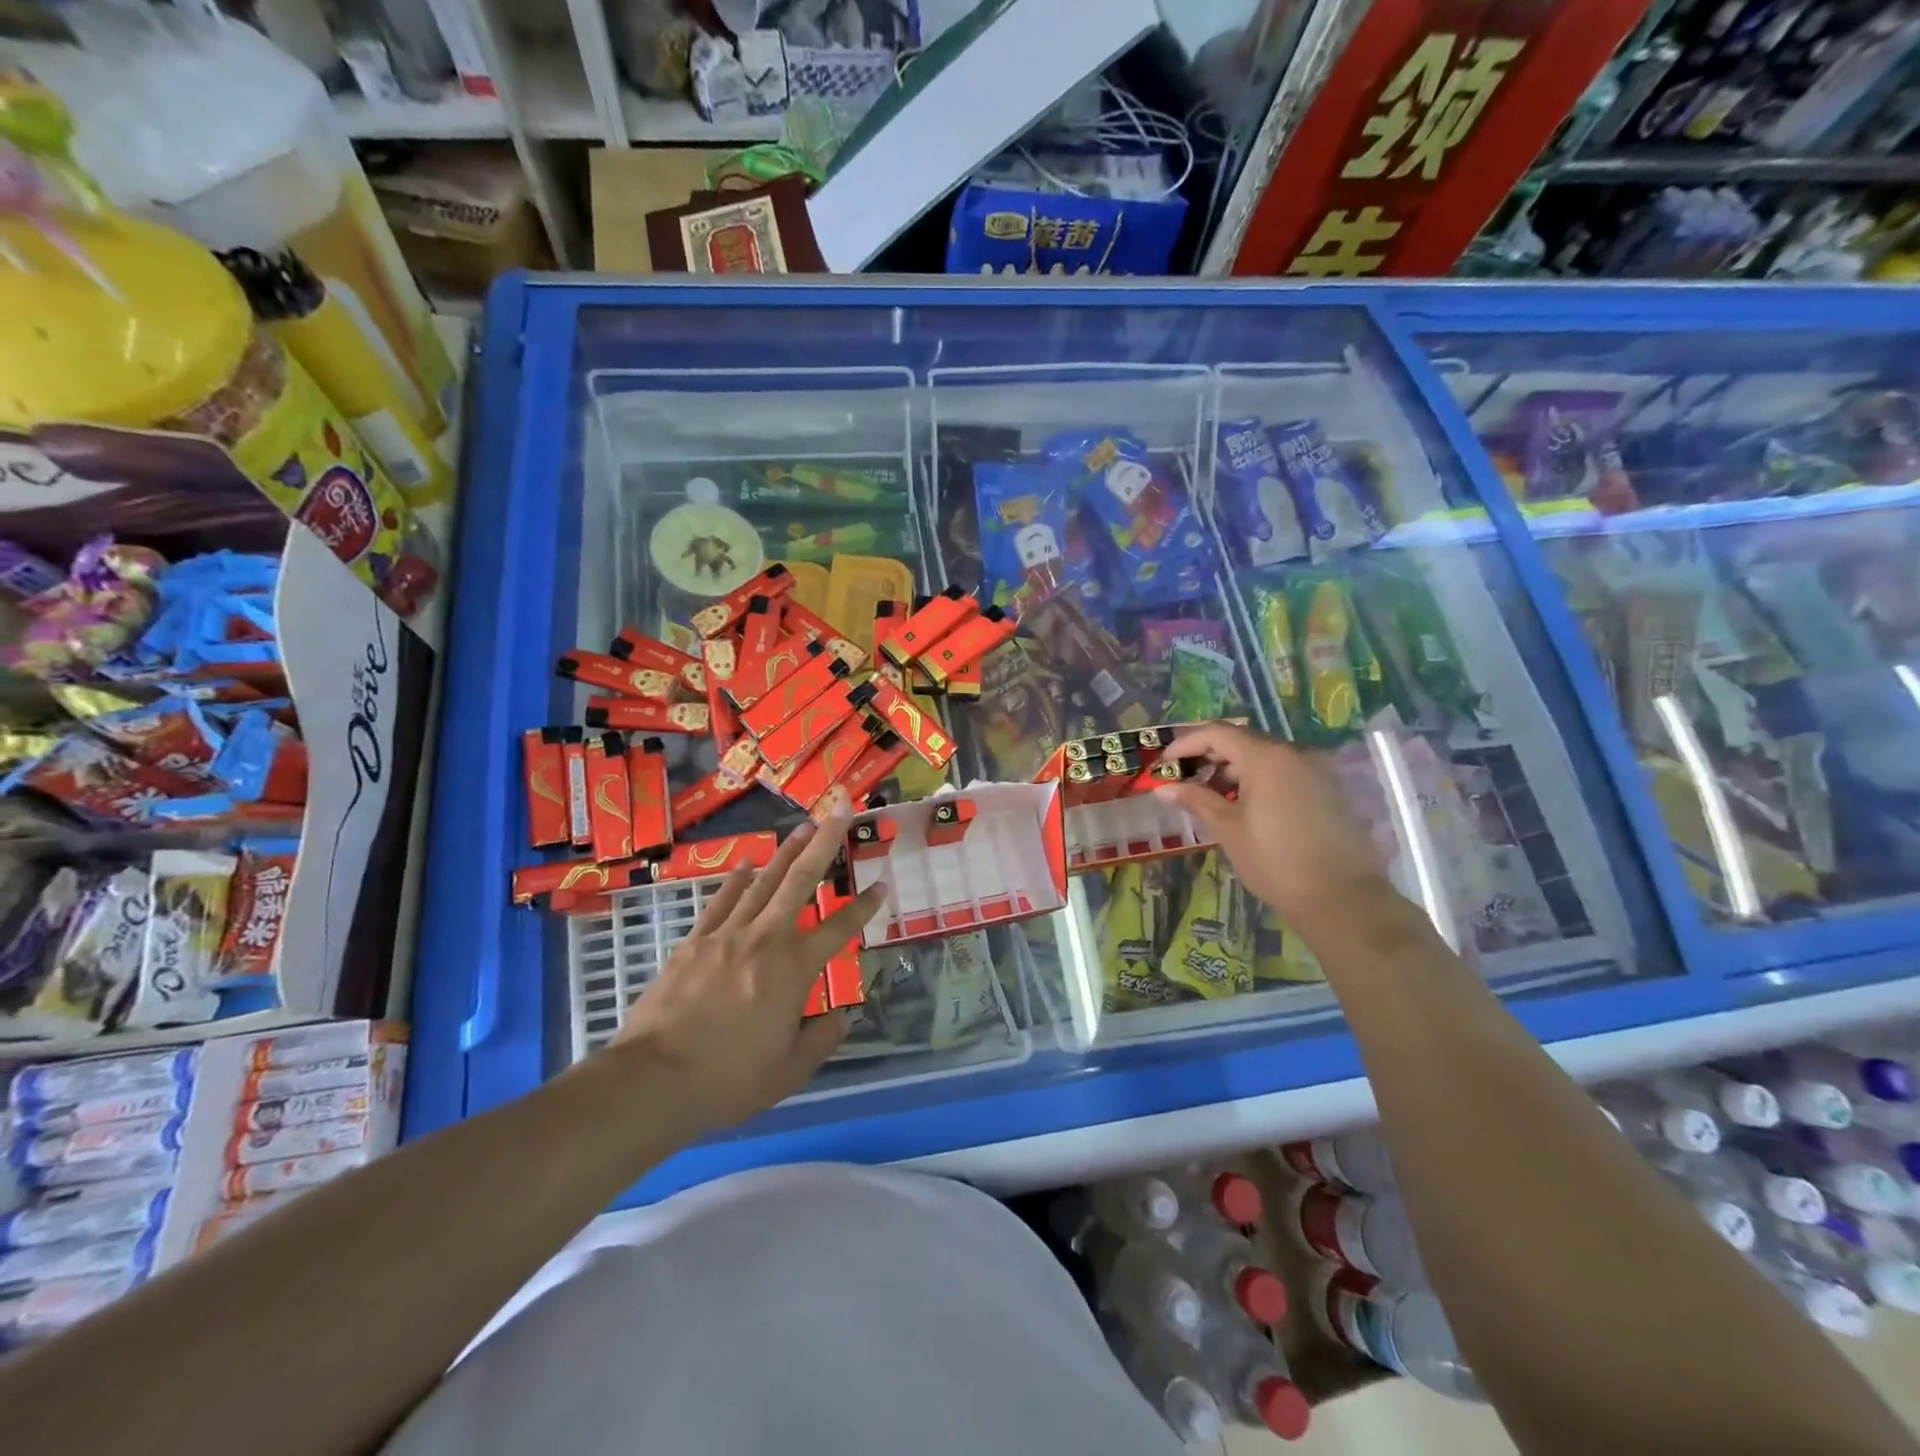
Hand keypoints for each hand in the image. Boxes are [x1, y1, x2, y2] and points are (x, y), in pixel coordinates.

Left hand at [611, 798, 885, 1133]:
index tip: (881, 884)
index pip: (840, 929)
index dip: (864, 906)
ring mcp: (726, 935)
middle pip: (801, 880)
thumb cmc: (728, 1079)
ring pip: (763, 882)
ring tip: (804, 826)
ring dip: (787, 851)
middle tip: (842, 809)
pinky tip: (746, 864)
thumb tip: (842, 1016)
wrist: (653, 1080)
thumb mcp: (789, 1072)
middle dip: (825, 841)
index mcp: (794, 970)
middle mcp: (765, 939)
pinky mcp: (694, 941)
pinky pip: (721, 901)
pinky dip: (737, 879)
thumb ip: (821, 1040)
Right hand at [1157, 721, 1391, 940]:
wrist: (1343, 898)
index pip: (1218, 733)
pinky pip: (1286, 773)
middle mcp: (1295, 753)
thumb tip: (1164, 788)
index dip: (1186, 743)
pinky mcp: (1330, 790)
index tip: (1165, 764)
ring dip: (1235, 770)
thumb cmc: (1275, 861)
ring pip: (1266, 758)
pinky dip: (1260, 781)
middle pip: (1243, 742)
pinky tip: (1246, 807)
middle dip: (1210, 757)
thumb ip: (1196, 800)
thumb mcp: (1228, 829)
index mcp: (1266, 757)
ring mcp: (1317, 770)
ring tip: (1212, 798)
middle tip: (1184, 781)